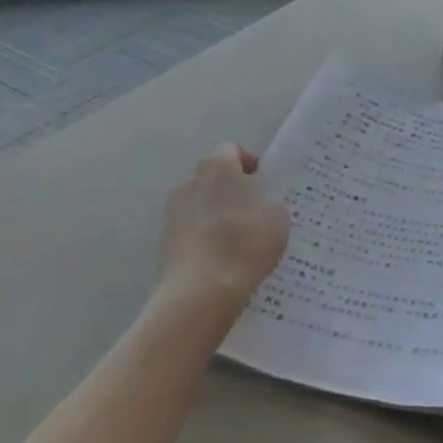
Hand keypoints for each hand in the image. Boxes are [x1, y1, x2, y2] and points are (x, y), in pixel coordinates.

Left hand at [156, 144, 289, 320]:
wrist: (200, 292)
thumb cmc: (245, 244)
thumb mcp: (278, 218)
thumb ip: (269, 202)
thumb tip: (258, 204)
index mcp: (218, 167)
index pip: (232, 150)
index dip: (249, 163)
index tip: (263, 183)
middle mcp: (190, 182)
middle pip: (214, 179)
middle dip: (232, 192)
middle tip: (254, 215)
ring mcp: (172, 213)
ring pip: (201, 207)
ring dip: (217, 217)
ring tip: (238, 244)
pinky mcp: (164, 242)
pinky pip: (192, 233)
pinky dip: (205, 241)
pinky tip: (221, 263)